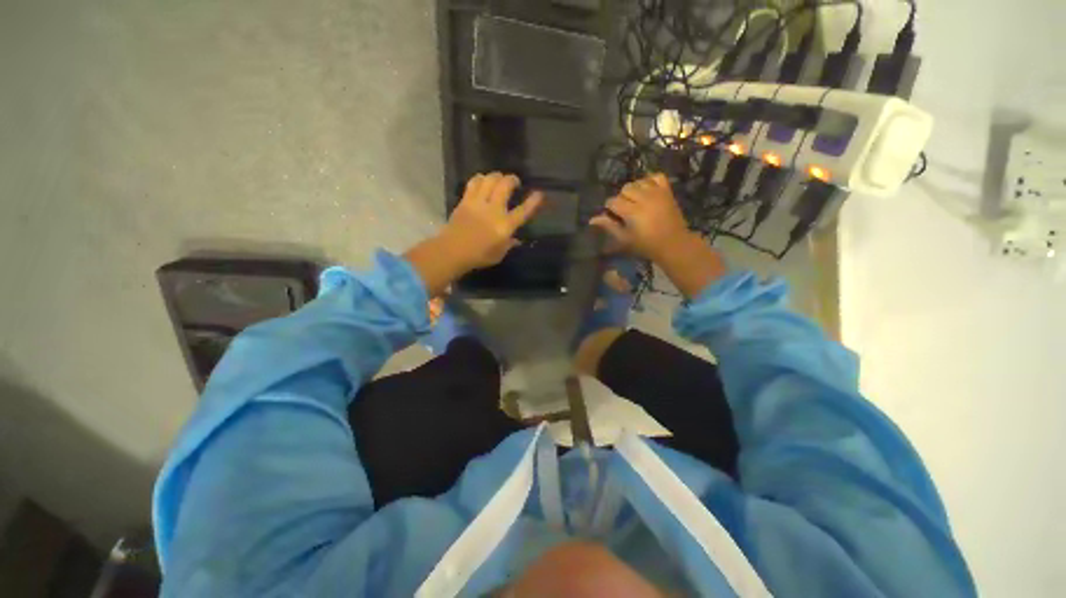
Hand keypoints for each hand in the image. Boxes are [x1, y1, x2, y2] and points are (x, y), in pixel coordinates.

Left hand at [441, 173, 543, 269]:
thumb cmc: (479, 256)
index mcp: (505, 226)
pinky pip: (474, 182)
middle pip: (505, 185)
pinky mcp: (465, 200)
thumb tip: (516, 239)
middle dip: (512, 179)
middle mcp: (494, 210)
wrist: (452, 251)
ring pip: (490, 179)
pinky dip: (481, 178)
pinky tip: (483, 181)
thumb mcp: (499, 254)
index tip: (539, 194)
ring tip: (499, 179)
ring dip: (497, 176)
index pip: (523, 211)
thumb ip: (509, 244)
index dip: (533, 201)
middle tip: (515, 182)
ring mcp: (478, 203)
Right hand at [589, 173, 695, 260]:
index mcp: (632, 211)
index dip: (610, 209)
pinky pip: (656, 176)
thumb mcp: (624, 239)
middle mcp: (644, 198)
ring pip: (638, 181)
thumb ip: (609, 226)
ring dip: (634, 190)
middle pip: (625, 188)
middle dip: (622, 198)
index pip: (613, 201)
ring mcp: (657, 192)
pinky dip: (649, 181)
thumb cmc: (645, 245)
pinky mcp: (667, 191)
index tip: (615, 217)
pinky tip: (647, 191)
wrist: (673, 243)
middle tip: (626, 211)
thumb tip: (592, 219)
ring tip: (636, 201)